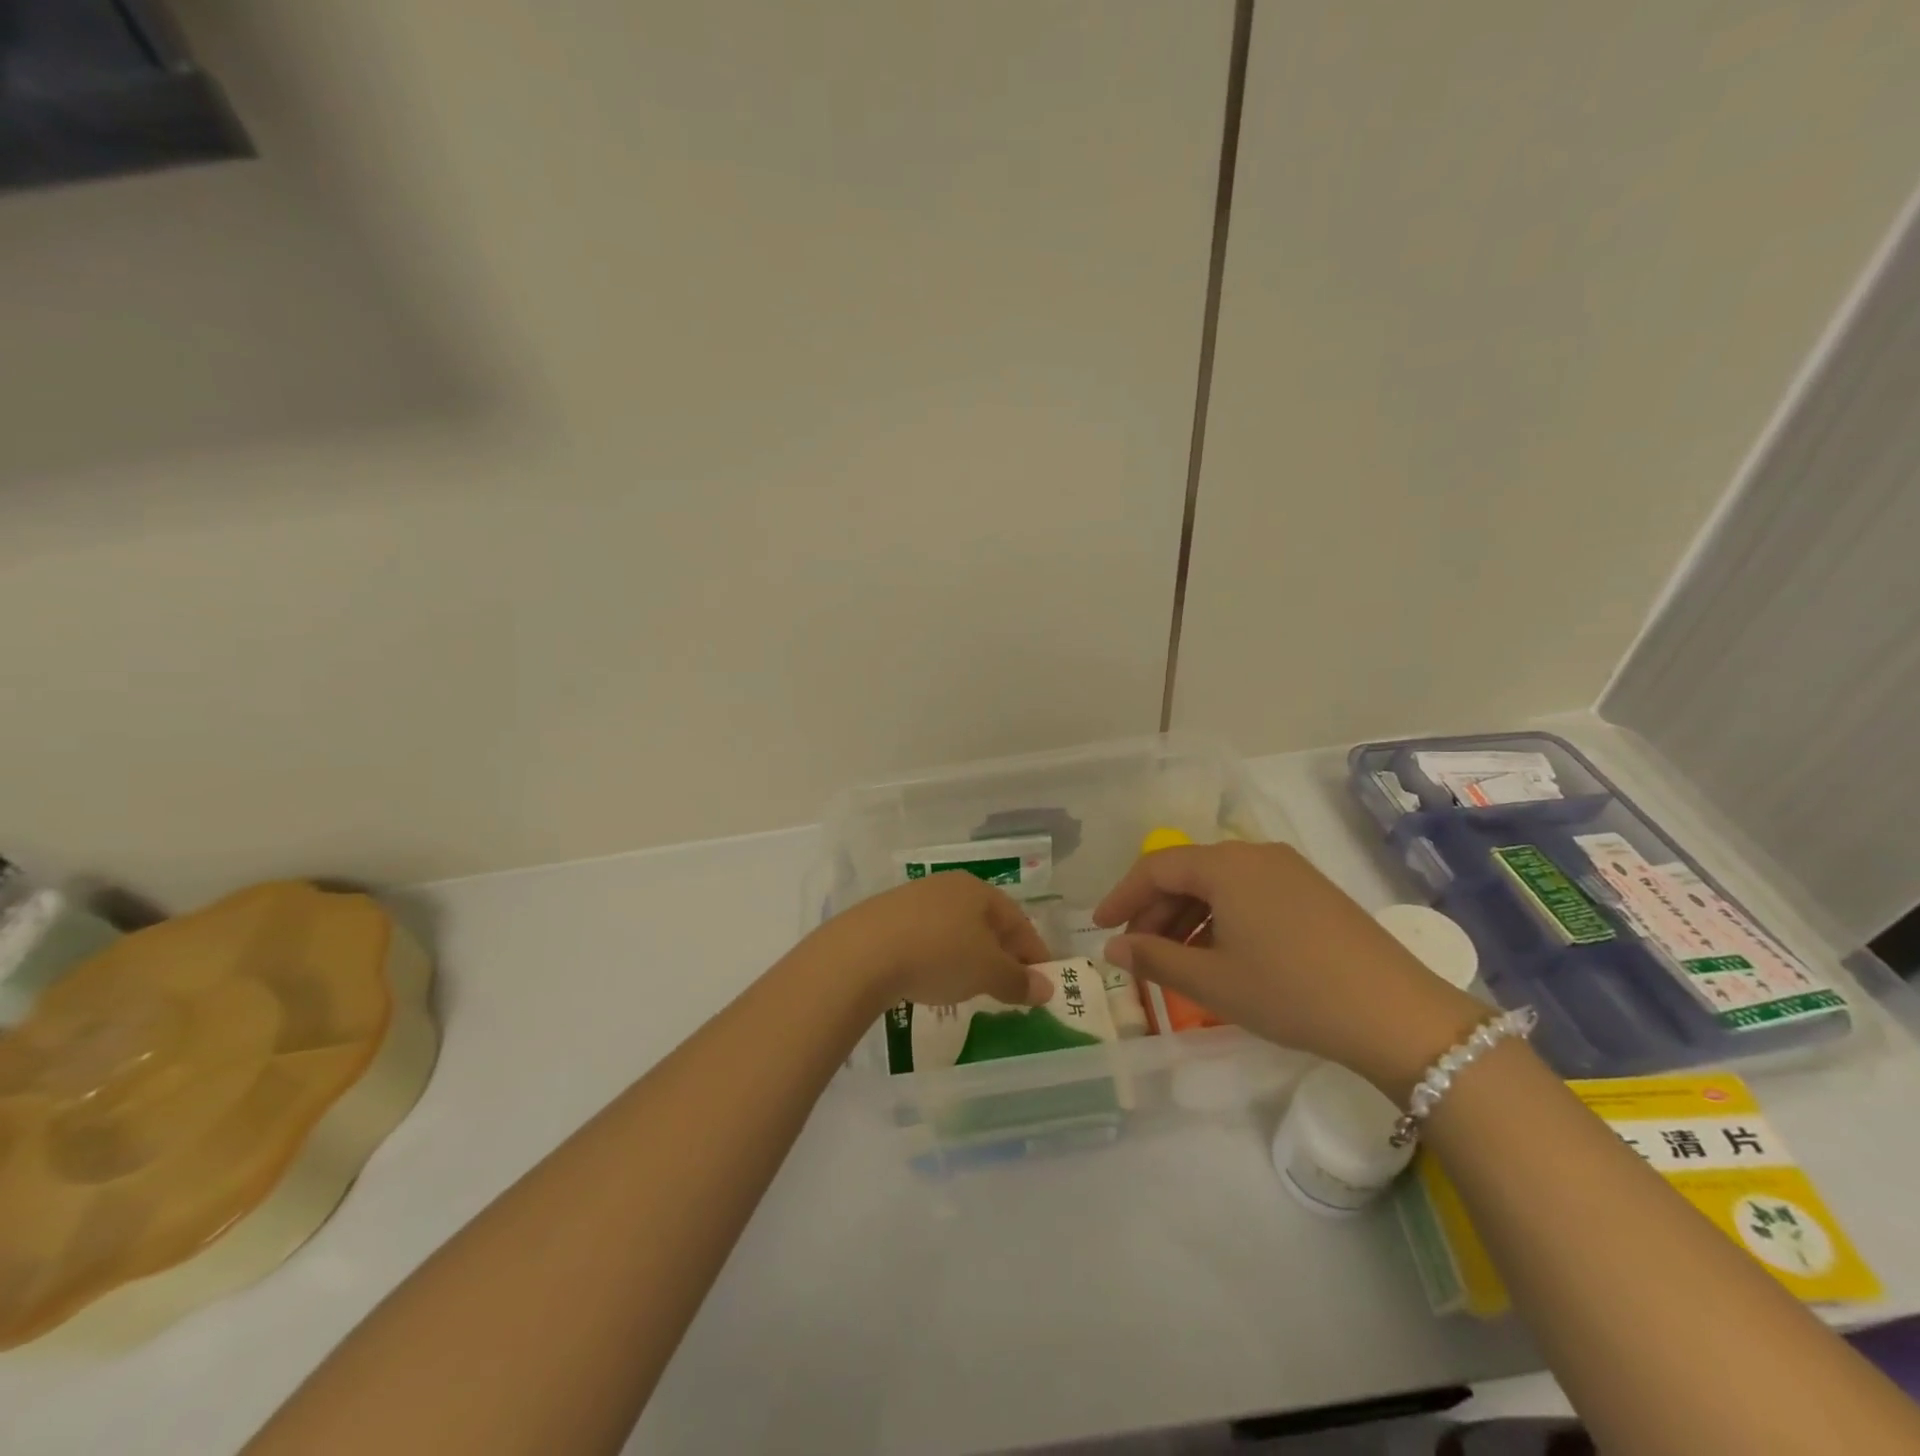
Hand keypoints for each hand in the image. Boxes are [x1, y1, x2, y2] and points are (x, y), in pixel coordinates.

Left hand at [808, 871, 1053, 1015]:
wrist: (862, 953)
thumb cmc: (938, 955)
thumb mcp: (986, 972)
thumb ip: (1018, 981)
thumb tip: (1046, 988)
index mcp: (978, 891)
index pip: (1018, 921)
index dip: (1034, 953)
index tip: (1042, 984)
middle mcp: (949, 886)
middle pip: (987, 922)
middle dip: (1002, 955)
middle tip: (1009, 988)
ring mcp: (915, 899)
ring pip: (956, 929)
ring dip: (969, 956)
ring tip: (970, 986)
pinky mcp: (887, 917)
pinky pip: (927, 937)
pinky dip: (939, 957)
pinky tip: (931, 978)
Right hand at [1094, 842, 1484, 1098]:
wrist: (1395, 1014)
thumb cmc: (1290, 992)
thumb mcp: (1212, 981)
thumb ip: (1154, 959)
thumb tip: (1113, 949)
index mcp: (1226, 865)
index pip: (1155, 868)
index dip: (1121, 897)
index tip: (1098, 928)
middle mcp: (1255, 855)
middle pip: (1187, 873)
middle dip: (1154, 912)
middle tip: (1136, 953)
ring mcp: (1289, 871)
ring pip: (1218, 886)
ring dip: (1187, 920)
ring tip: (1174, 963)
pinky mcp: (1312, 893)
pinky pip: (1248, 896)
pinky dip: (1221, 921)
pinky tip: (1220, 957)